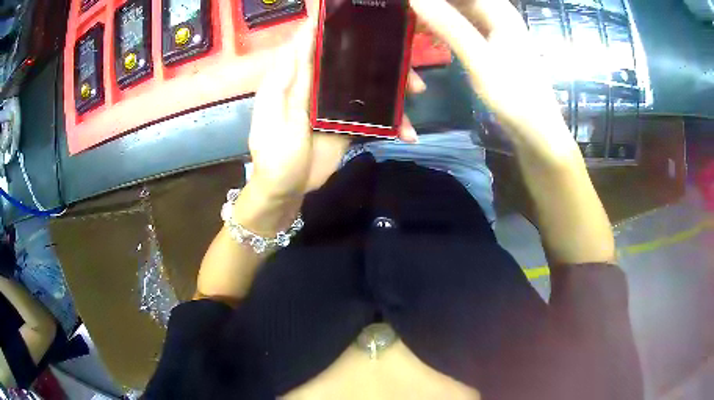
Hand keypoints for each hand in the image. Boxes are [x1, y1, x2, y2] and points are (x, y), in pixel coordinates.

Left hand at [248, 17, 422, 199]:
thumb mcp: (274, 118)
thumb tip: (301, 41)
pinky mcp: (349, 123)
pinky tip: (408, 131)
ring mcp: (336, 103)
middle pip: (351, 60)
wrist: (286, 191)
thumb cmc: (274, 155)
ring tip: (417, 92)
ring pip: (367, 83)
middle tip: (406, 63)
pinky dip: (392, 120)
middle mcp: (318, 84)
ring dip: (394, 87)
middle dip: (381, 58)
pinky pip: (374, 113)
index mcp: (296, 78)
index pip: (314, 43)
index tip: (361, 15)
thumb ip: (288, 82)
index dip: (333, 27)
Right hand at [410, 0, 575, 156]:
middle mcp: (499, 15)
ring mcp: (497, 30)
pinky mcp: (494, 45)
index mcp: (499, 11)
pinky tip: (433, 39)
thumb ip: (449, 26)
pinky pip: (465, 27)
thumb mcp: (479, 60)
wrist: (537, 132)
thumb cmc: (514, 96)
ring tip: (413, 27)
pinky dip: (447, 30)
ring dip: (438, 16)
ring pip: (460, 11)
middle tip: (407, 17)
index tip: (410, 4)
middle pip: (460, 1)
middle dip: (433, 6)